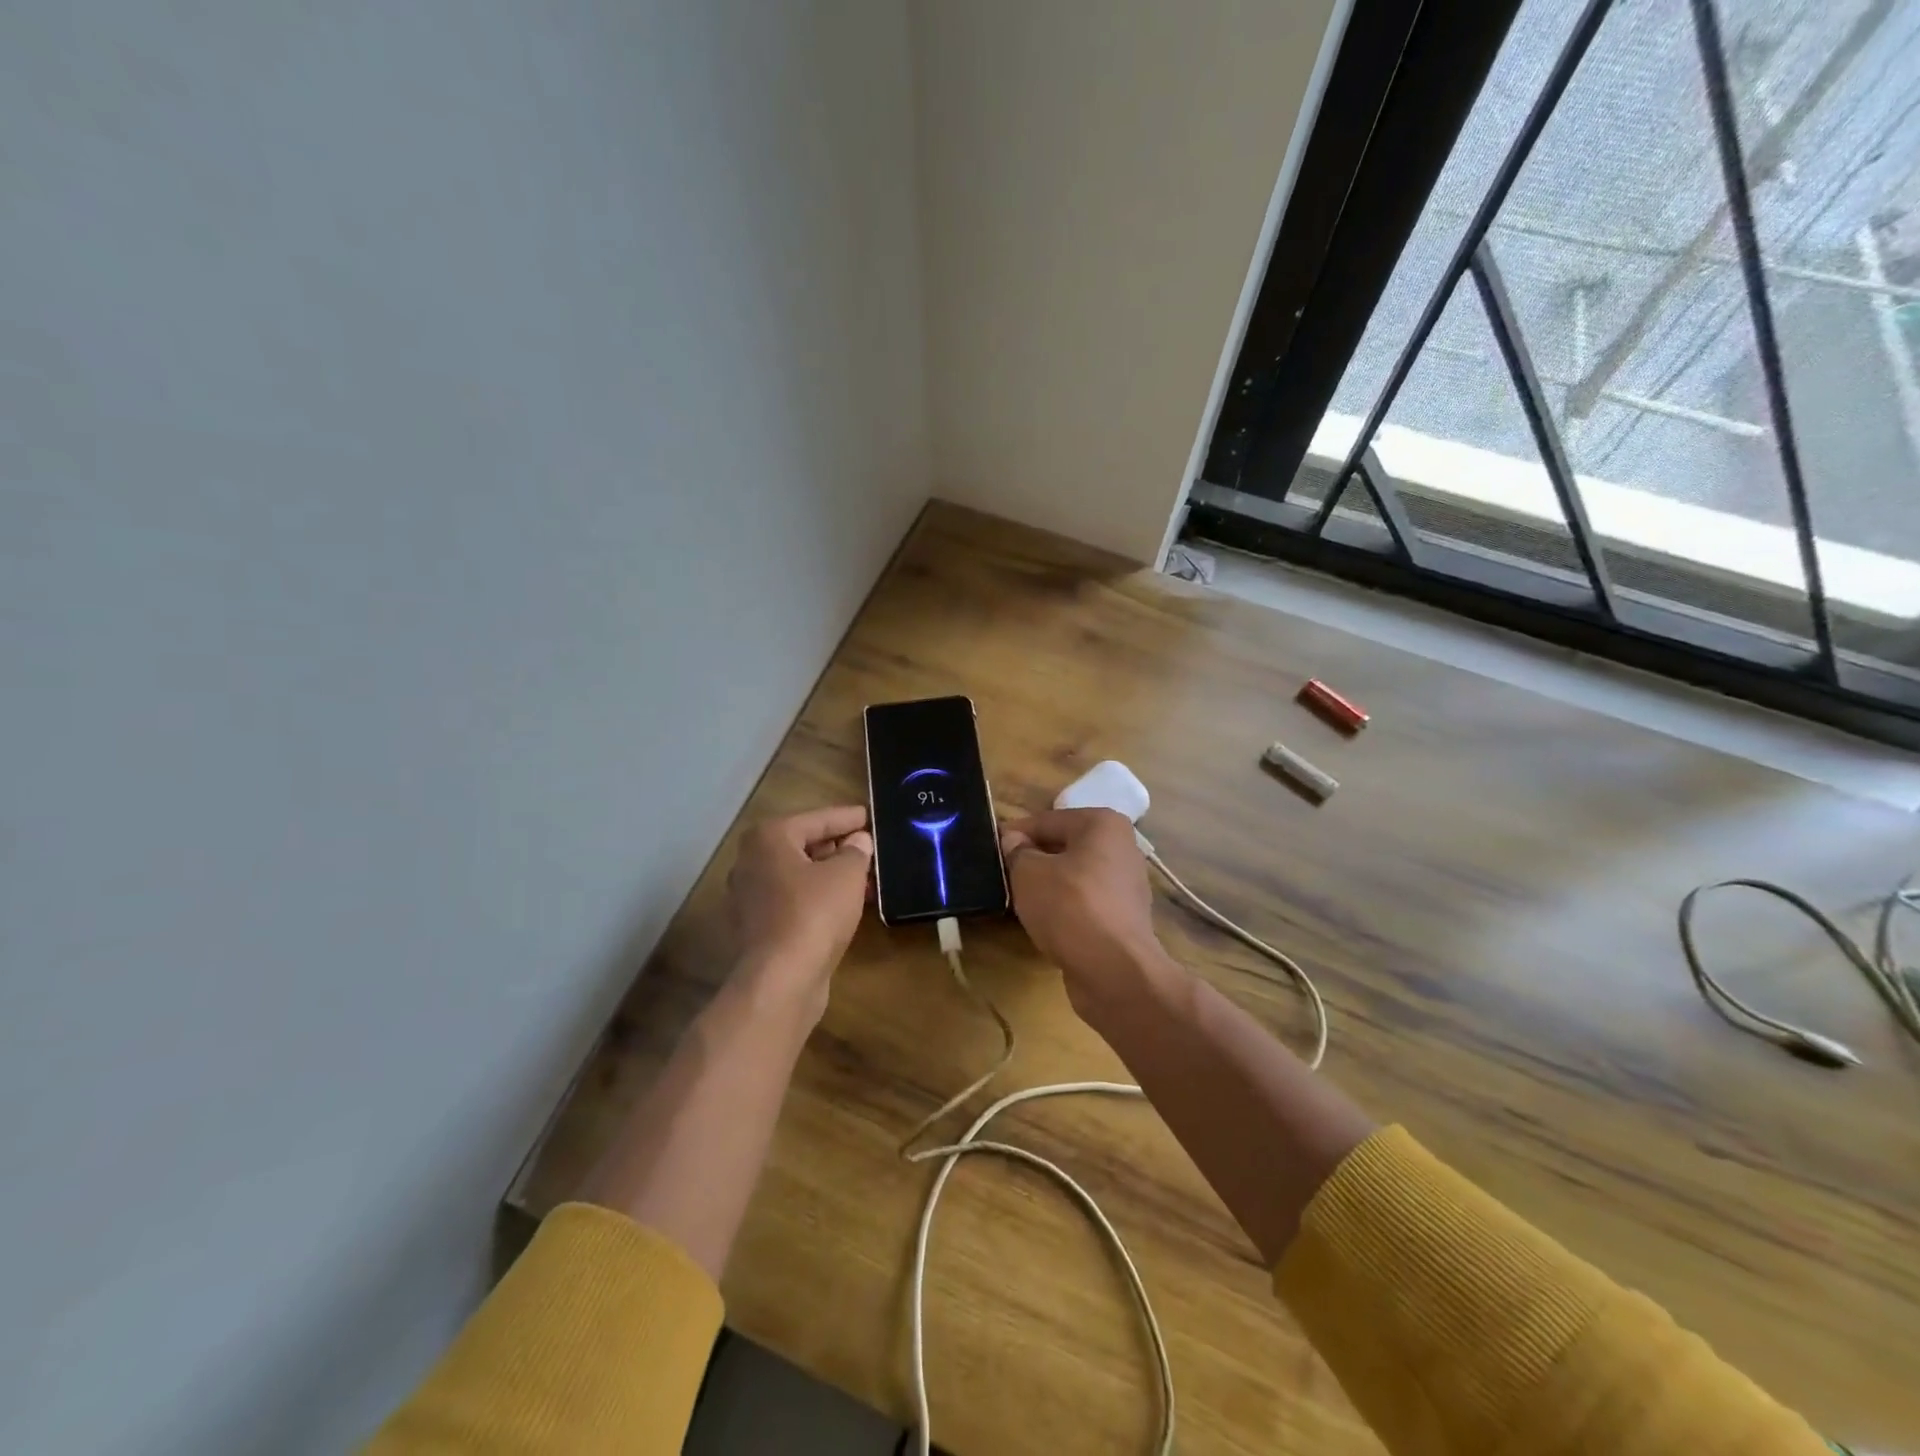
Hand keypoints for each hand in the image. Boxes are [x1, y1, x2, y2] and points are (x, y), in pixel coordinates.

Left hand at [726, 806, 872, 1015]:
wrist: (781, 979)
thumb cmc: (814, 913)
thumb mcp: (847, 874)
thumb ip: (856, 851)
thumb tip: (857, 842)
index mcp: (768, 838)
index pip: (816, 819)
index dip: (846, 818)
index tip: (868, 816)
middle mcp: (750, 862)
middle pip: (802, 846)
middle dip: (837, 848)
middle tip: (868, 849)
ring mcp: (749, 898)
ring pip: (798, 876)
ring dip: (830, 876)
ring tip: (864, 879)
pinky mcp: (756, 928)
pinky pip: (793, 901)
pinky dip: (817, 899)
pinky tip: (845, 906)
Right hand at [999, 808, 1168, 1014]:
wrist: (1114, 970)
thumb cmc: (1069, 906)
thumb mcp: (1028, 873)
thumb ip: (1017, 851)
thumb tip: (1013, 841)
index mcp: (1102, 824)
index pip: (1047, 820)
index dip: (1015, 834)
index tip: (990, 848)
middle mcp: (1121, 847)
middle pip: (1064, 846)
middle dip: (1033, 859)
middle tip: (1002, 874)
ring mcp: (1126, 885)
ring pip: (1074, 876)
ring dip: (1048, 885)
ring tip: (1018, 900)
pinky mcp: (1124, 918)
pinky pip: (1085, 903)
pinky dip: (1065, 909)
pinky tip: (1043, 923)